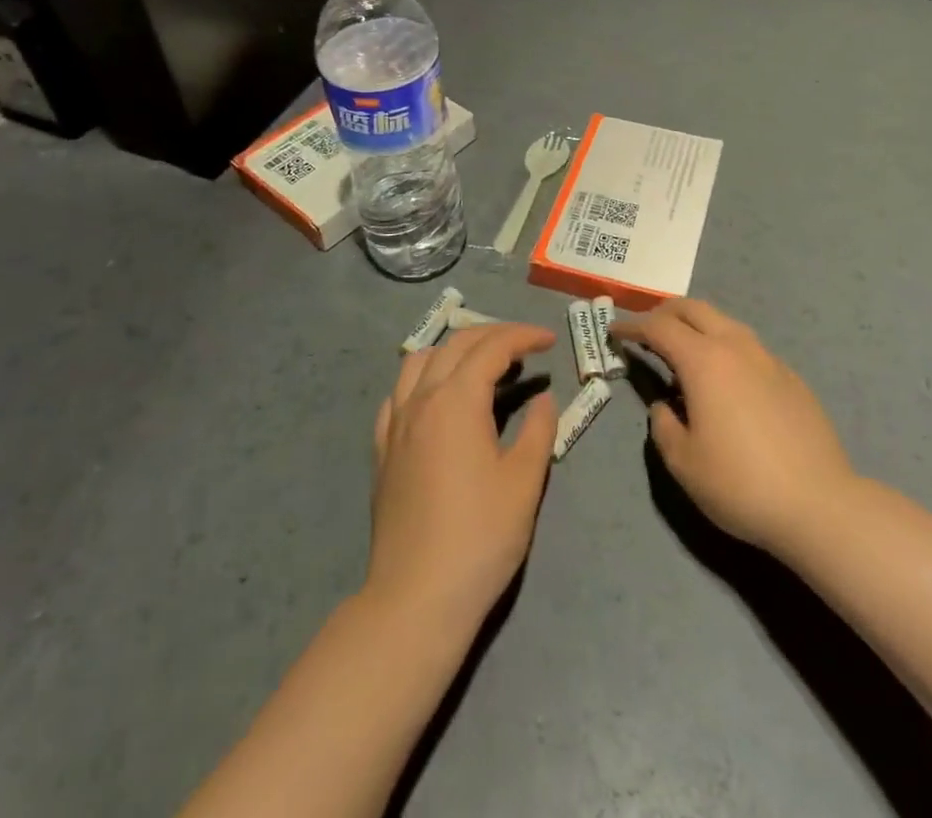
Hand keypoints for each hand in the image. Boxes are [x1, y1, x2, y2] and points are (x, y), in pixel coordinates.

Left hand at [367, 322, 556, 632]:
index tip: (549, 341)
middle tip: (525, 345)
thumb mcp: (524, 482)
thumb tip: (544, 399)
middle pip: (457, 344)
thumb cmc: (480, 537)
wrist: (416, 597)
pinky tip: (436, 397)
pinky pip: (398, 393)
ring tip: (481, 363)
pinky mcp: (382, 449)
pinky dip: (423, 378)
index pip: (492, 348)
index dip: (523, 337)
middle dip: (494, 334)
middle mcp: (421, 399)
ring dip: (455, 349)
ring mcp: (395, 423)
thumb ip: (538, 430)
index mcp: (457, 400)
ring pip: (421, 360)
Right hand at [613, 300, 856, 557]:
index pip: (659, 327)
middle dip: (664, 312)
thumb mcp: (683, 462)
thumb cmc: (740, 483)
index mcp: (704, 360)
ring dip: (697, 326)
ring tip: (683, 350)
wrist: (819, 504)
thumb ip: (664, 425)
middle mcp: (736, 346)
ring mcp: (768, 358)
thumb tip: (665, 406)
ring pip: (725, 322)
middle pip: (694, 308)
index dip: (632, 325)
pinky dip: (725, 348)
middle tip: (645, 329)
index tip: (615, 331)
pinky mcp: (790, 377)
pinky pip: (748, 347)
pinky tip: (726, 380)